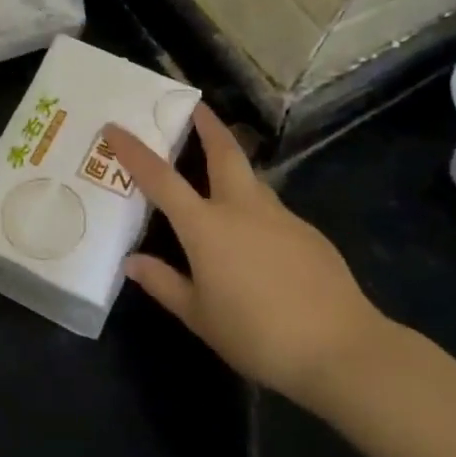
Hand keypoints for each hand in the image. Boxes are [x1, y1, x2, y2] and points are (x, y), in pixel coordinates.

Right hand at [106, 106, 387, 404]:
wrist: (339, 348)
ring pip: (251, 179)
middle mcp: (243, 209)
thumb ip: (163, 283)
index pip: (160, 179)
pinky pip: (273, 211)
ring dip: (233, 167)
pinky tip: (257, 242)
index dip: (134, 151)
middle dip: (207, 125)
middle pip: (224, 151)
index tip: (115, 127)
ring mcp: (281, 217)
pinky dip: (256, 211)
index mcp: (206, 226)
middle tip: (195, 107)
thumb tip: (132, 262)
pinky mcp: (309, 233)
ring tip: (220, 175)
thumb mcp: (199, 316)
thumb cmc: (256, 335)